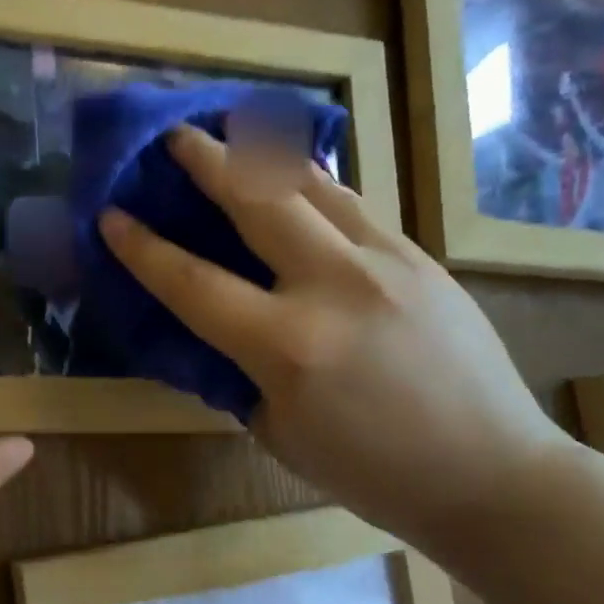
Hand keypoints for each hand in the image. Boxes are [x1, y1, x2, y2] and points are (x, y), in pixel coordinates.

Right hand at [97, 125, 568, 553]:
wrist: (492, 473)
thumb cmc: (373, 473)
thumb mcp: (280, 433)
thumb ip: (240, 372)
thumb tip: (216, 327)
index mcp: (287, 347)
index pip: (192, 284)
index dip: (143, 248)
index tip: (111, 216)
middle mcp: (333, 286)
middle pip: (256, 200)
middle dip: (207, 160)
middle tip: (174, 135)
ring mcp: (385, 262)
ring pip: (312, 185)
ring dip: (262, 153)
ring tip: (233, 129)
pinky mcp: (420, 257)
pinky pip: (353, 205)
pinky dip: (314, 184)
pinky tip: (298, 178)